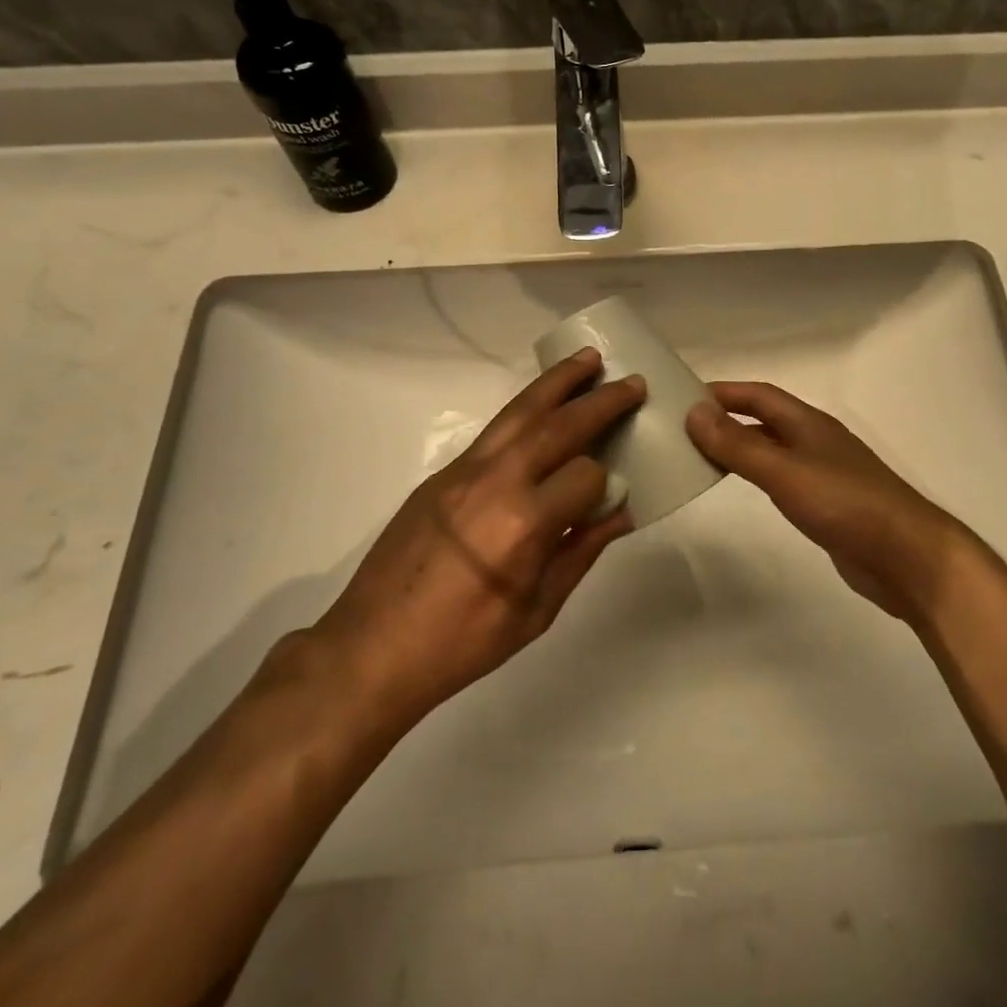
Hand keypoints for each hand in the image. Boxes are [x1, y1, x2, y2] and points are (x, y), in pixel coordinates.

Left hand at [308, 349, 643, 734]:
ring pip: (521, 411)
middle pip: (558, 426)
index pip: (586, 475)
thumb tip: (622, 510)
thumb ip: (582, 550)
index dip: (607, 482)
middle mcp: (496, 482)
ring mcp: (464, 470)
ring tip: (588, 359)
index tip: (614, 492)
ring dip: (558, 382)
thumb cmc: (464, 642)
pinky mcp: (443, 471)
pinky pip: (495, 429)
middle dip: (600, 401)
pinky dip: (526, 407)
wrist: (373, 646)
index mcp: (524, 525)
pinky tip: (543, 404)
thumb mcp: (537, 610)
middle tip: (633, 382)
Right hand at [686, 381, 975, 624]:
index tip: (685, 396)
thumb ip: (739, 445)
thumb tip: (694, 412)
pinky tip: (746, 488)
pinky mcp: (828, 504)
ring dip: (741, 447)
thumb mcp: (785, 472)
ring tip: (702, 456)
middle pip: (766, 420)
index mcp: (809, 423)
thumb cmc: (846, 504)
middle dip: (728, 418)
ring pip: (773, 450)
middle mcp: (816, 441)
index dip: (725, 392)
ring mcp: (824, 473)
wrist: (907, 557)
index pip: (760, 395)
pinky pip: (783, 478)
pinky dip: (758, 475)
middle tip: (685, 428)